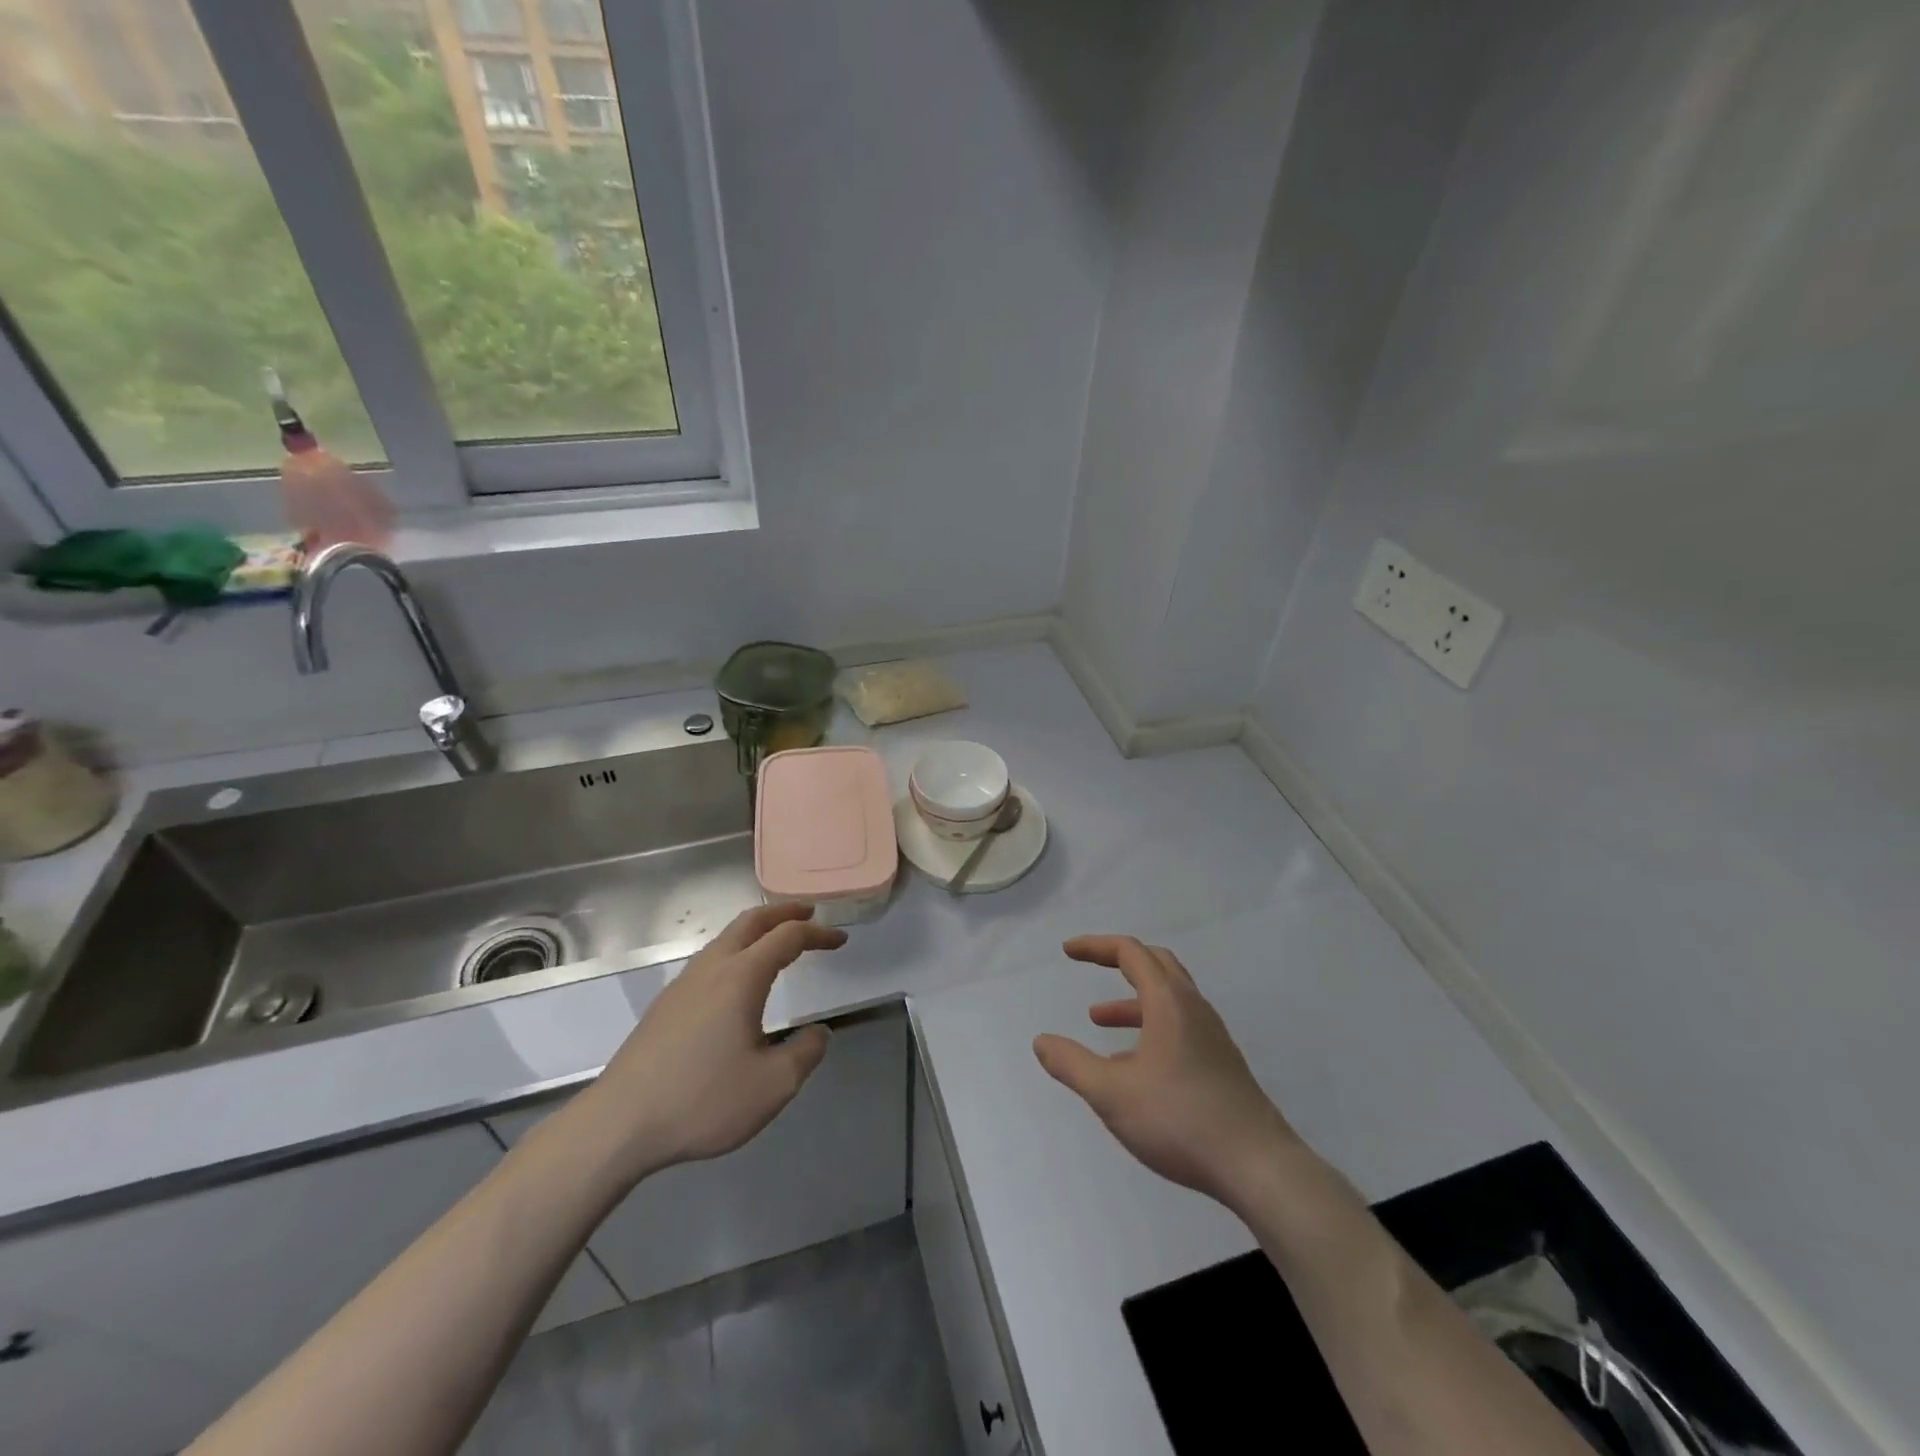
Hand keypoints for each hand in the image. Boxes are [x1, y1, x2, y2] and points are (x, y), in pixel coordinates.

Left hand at [578, 902, 845, 1181]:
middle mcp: (711, 968)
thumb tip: (817, 1033)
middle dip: (783, 912)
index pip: (787, 937)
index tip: (840, 940)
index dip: (818, 933)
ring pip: (725, 939)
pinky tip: (737, 981)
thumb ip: (805, 1054)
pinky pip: (709, 960)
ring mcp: (683, 984)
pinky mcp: (665, 1005)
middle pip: (751, 922)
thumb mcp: (772, 1086)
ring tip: (776, 941)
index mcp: (741, 977)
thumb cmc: (702, 1100)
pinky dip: (736, 951)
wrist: (619, 1124)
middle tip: (809, 912)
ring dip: (756, 930)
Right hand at [1033, 935, 1299, 1213]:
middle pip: (1156, 964)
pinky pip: (1179, 1026)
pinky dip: (1150, 1026)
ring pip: (1168, 998)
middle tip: (1089, 965)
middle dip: (1118, 960)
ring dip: (1132, 1000)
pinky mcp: (1221, 1064)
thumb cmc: (1180, 1120)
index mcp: (1169, 1003)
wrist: (1259, 1167)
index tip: (1067, 952)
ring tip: (1098, 1021)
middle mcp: (1194, 1009)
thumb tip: (1041, 1041)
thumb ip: (1072, 1064)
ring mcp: (1212, 1037)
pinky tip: (1133, 1066)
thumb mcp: (1112, 1094)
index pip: (1130, 952)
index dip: (1095, 946)